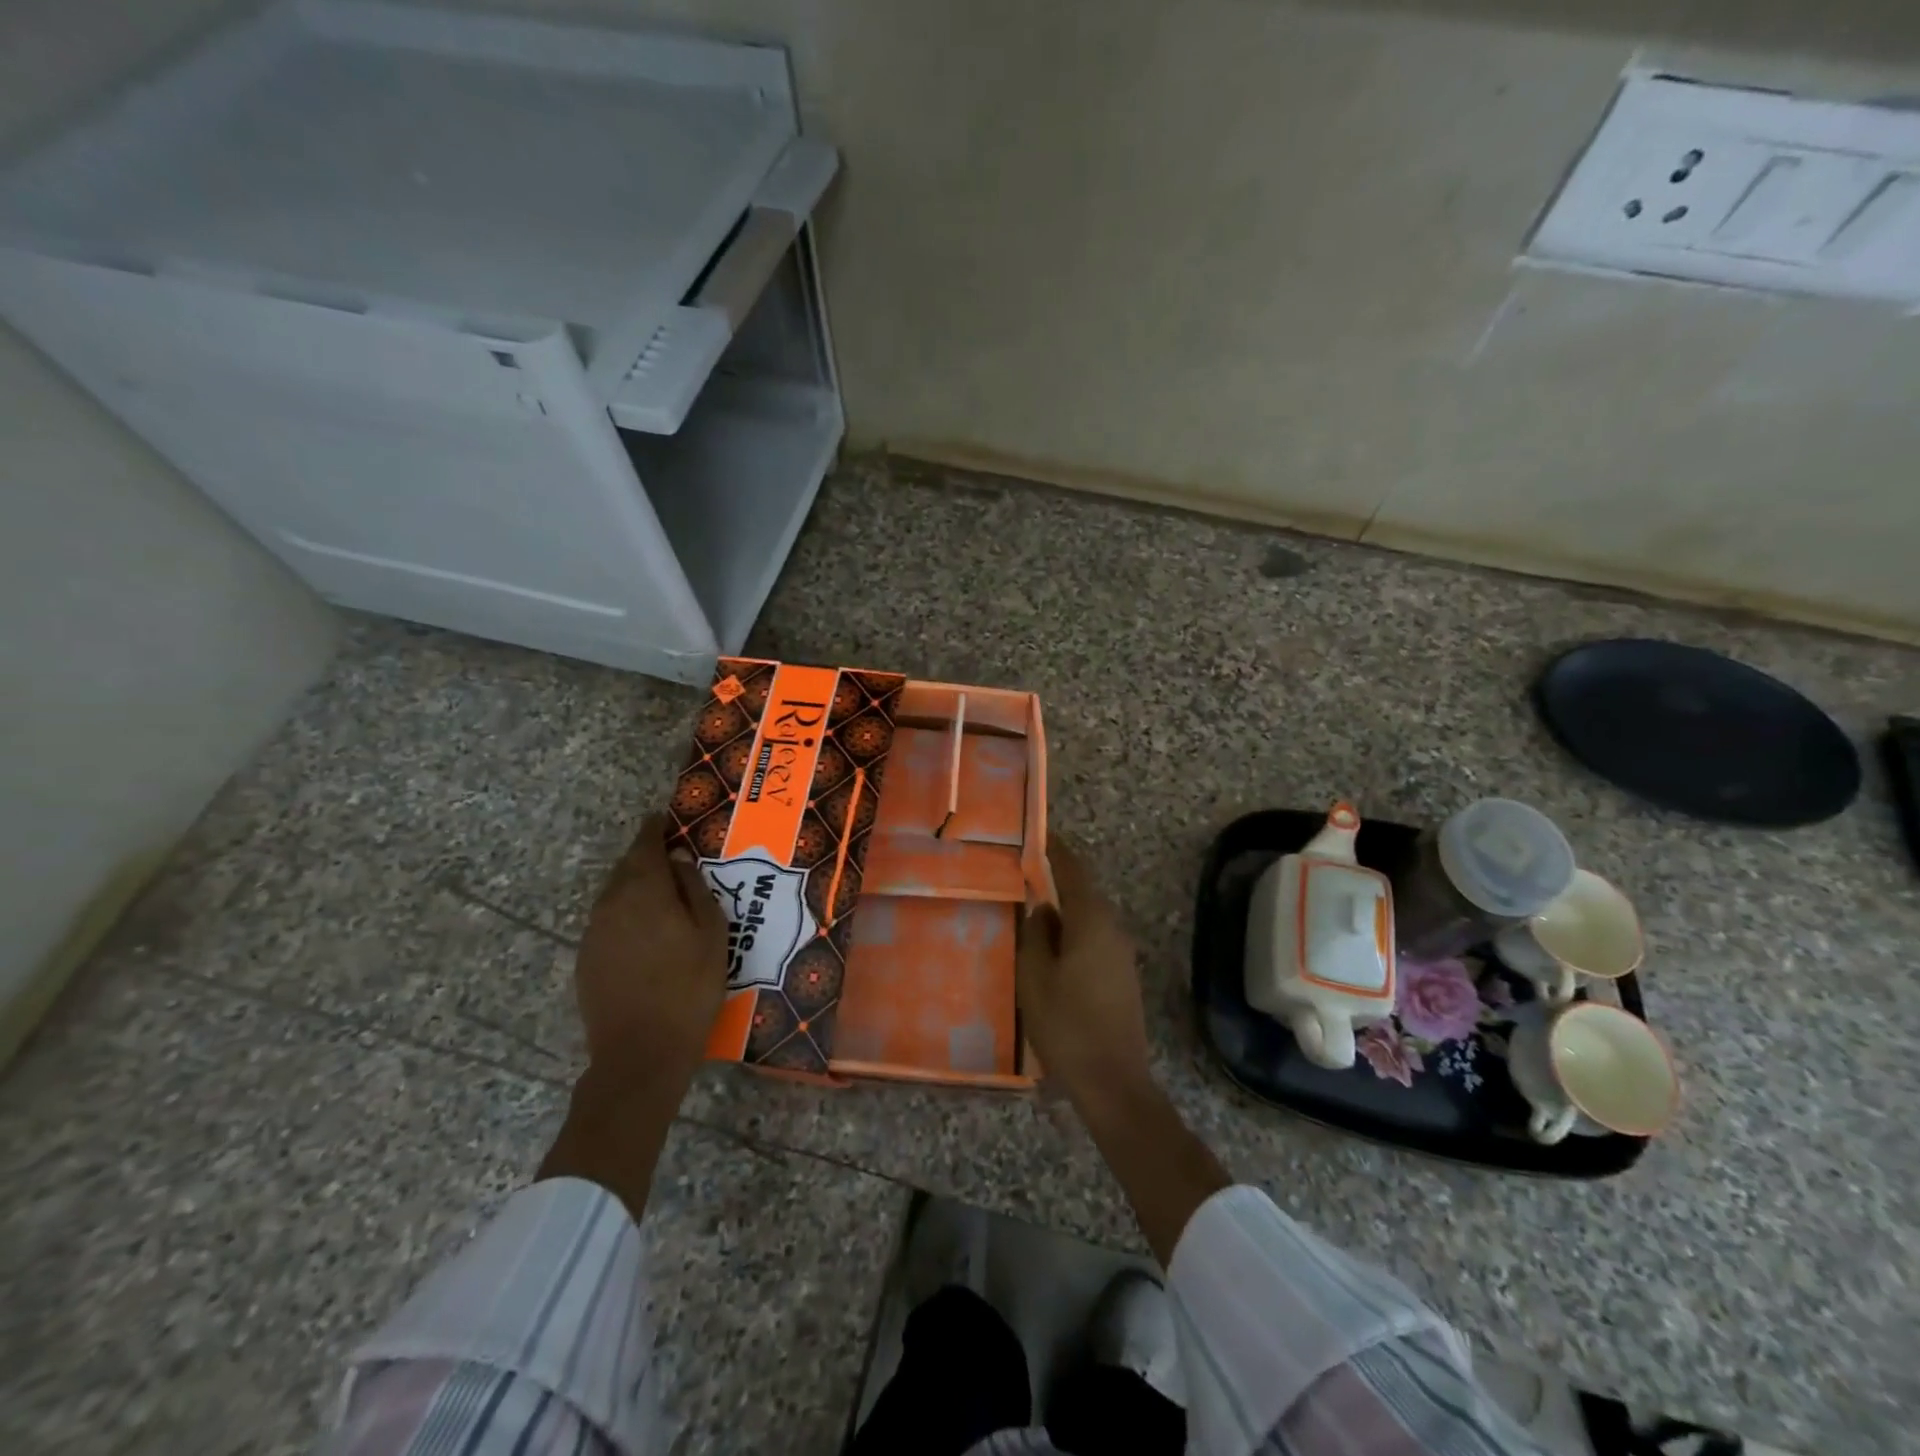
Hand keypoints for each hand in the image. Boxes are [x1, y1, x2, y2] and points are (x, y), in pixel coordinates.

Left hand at [574, 814, 728, 1084]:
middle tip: (675, 860)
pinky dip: (627, 915)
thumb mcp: (710, 932)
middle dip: (647, 858)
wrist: (640, 1053)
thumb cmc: (688, 987)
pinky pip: (609, 921)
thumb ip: (693, 888)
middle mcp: (610, 903)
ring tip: (666, 897)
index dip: (655, 829)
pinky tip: (648, 934)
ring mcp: (593, 932)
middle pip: (627, 867)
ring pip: (615, 895)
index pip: (644, 844)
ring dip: (637, 888)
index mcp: (643, 890)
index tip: (666, 820)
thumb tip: (677, 858)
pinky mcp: (586, 958)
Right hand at [1016, 838, 1153, 1114]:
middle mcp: (1112, 929)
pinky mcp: (1121, 976)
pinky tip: (1052, 947)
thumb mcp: (1035, 977)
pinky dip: (1073, 932)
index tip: (1039, 833)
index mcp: (1092, 922)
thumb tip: (1042, 909)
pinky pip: (1094, 938)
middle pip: (1084, 892)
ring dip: (1065, 908)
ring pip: (1089, 917)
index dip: (1056, 850)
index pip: (1074, 871)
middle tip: (1026, 870)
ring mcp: (1121, 954)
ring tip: (1033, 906)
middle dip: (1058, 878)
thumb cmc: (1067, 1024)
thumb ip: (1035, 935)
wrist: (1113, 1081)